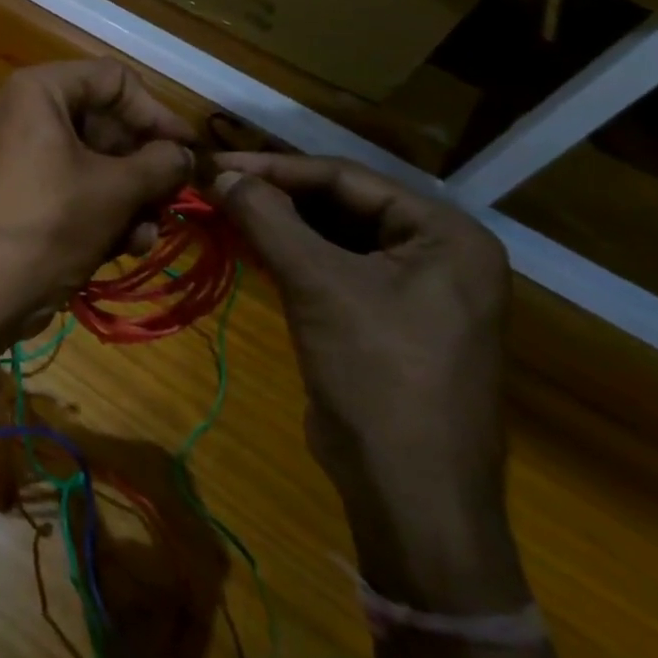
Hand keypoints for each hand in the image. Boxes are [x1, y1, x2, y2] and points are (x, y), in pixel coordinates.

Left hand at [0, 59, 193, 351]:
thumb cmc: (47, 224)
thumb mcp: (114, 191)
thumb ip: (160, 164)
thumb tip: (185, 155)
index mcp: (39, 92)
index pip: (115, 80)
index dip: (156, 114)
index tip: (189, 151)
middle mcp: (26, 113)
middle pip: (106, 124)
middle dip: (144, 167)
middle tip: (173, 199)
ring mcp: (21, 155)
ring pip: (94, 162)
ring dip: (129, 198)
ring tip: (145, 235)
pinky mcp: (21, 193)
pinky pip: (72, 189)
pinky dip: (101, 212)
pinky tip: (125, 247)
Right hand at [211, 153, 523, 607]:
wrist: (409, 493)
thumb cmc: (377, 374)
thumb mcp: (318, 285)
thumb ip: (267, 219)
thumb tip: (218, 174)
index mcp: (444, 234)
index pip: (345, 178)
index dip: (274, 168)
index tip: (214, 165)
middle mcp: (438, 252)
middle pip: (340, 205)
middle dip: (274, 196)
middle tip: (213, 188)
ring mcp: (415, 289)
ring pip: (333, 237)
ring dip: (278, 225)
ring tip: (221, 211)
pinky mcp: (387, 320)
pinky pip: (333, 269)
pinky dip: (290, 256)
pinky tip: (248, 247)